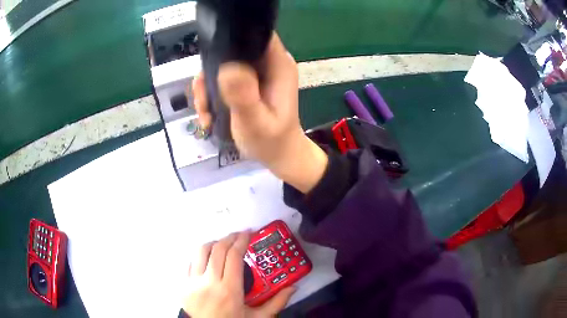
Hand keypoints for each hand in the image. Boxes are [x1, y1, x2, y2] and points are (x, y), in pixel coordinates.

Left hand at [183, 231, 294, 317]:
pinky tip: (209, 259)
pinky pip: (190, 262)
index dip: (241, 240)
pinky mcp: (183, 284)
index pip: (233, 255)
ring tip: (224, 244)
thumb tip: (293, 287)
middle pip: (217, 249)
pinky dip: (201, 256)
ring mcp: (193, 282)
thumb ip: (276, 303)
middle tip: (239, 235)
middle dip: (229, 237)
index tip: (248, 233)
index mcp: (229, 290)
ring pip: (201, 251)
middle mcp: (209, 282)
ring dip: (214, 243)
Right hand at [191, 33, 327, 192]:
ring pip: (223, 65)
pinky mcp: (246, 84)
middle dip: (210, 71)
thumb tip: (227, 68)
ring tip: (204, 112)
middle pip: (233, 49)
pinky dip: (211, 94)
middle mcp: (268, 64)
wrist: (278, 156)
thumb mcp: (256, 122)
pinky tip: (207, 115)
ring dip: (206, 87)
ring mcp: (256, 74)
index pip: (257, 34)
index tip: (210, 57)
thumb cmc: (271, 142)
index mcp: (278, 65)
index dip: (233, 37)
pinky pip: (222, 79)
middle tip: (202, 99)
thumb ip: (244, 96)